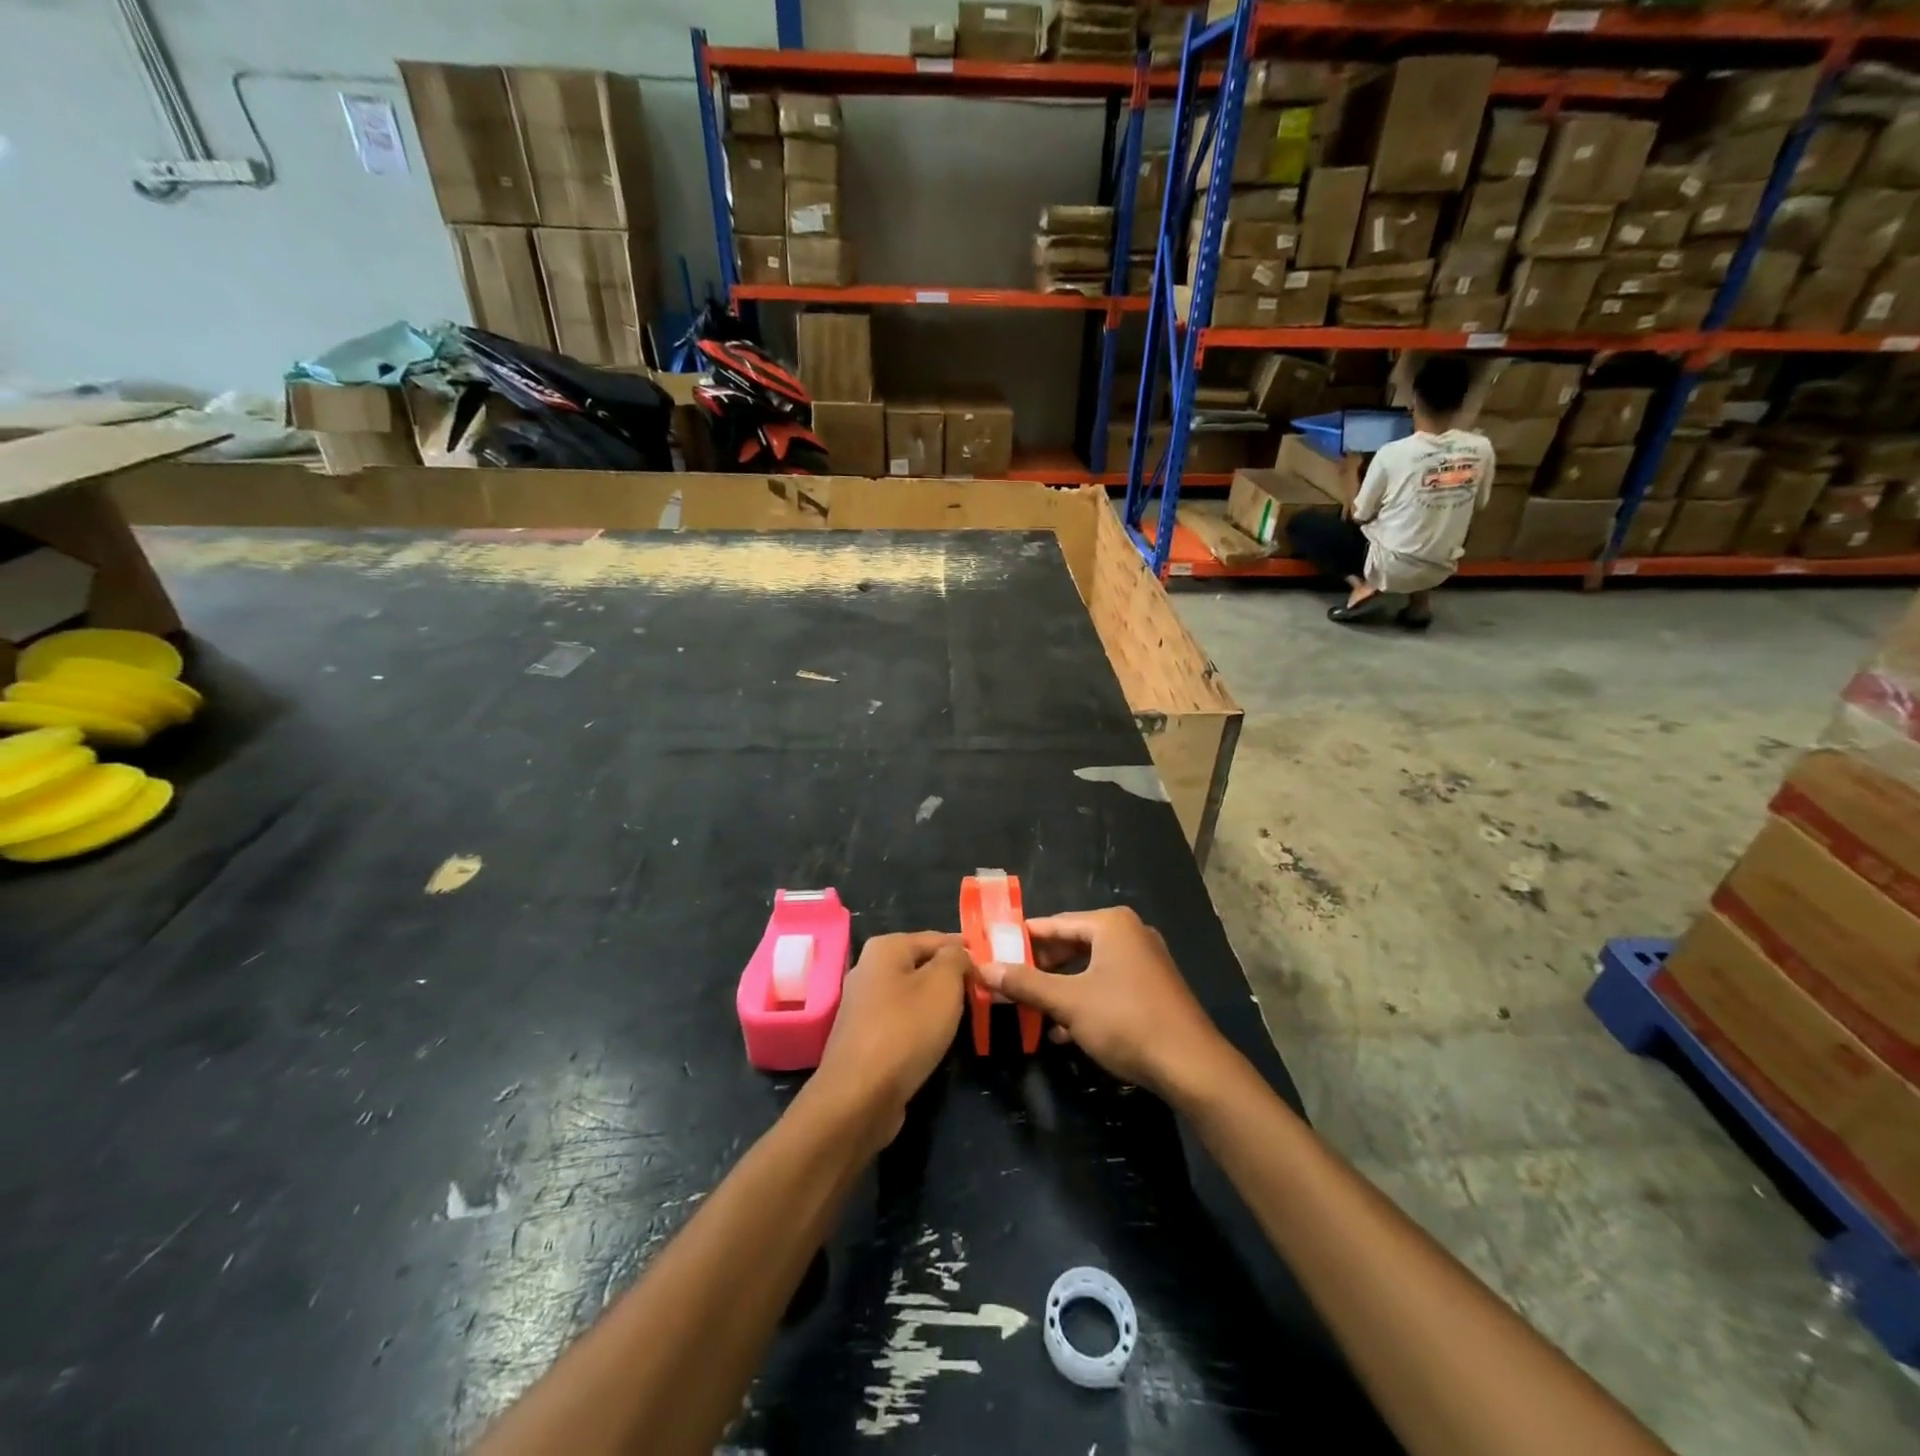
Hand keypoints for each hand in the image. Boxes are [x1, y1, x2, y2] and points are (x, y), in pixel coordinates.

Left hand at [812, 931, 968, 1148]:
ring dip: (938, 1004)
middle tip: (983, 995)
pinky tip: (937, 1041)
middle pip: (922, 965)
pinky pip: (902, 1020)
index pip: (937, 939)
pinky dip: (921, 1026)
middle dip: (952, 978)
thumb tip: (959, 954)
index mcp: (885, 947)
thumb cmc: (906, 1030)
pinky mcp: (864, 1037)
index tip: (992, 970)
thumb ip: (956, 959)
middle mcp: (868, 969)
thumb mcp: (943, 984)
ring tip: (966, 1018)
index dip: (967, 952)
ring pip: (912, 995)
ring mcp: (862, 1005)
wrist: (859, 1096)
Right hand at [976, 908, 1228, 1102]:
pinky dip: (1083, 1000)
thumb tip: (983, 968)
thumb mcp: (1068, 1002)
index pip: (1053, 924)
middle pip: (1071, 944)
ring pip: (1088, 968)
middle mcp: (1129, 933)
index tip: (992, 953)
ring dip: (1059, 988)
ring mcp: (1144, 960)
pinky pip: (1107, 984)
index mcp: (1111, 924)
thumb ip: (1025, 983)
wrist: (1191, 1066)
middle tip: (1008, 984)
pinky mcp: (1152, 988)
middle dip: (1039, 968)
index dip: (1020, 940)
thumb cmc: (1125, 1021)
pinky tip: (1063, 1031)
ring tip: (1030, 1008)